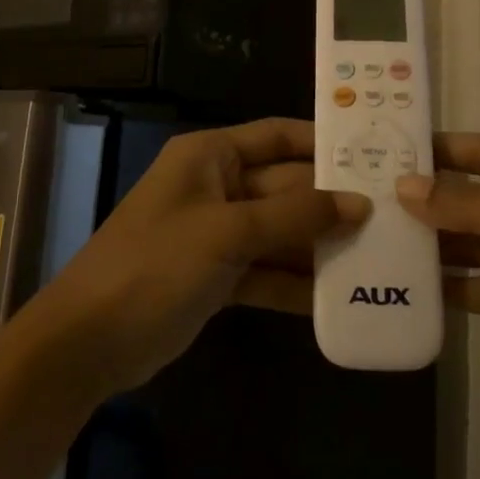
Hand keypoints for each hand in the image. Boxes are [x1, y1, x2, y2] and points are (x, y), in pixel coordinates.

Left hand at [19, 119, 367, 396]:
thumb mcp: (227, 232)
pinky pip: (267, 270)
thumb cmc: (155, 264)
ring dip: (319, 245)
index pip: (278, 136)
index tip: (373, 154)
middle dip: (330, 203)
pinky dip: (295, 283)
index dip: (322, 143)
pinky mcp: (218, 276)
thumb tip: (359, 203)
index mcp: (211, 155)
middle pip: (285, 187)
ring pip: (280, 231)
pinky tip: (338, 298)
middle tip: (391, 215)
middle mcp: (217, 186)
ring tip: (378, 257)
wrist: (88, 342)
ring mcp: (217, 233)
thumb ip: (294, 216)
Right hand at [398, 133, 479, 410]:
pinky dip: (465, 288)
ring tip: (386, 247)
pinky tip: (423, 292)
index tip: (385, 153)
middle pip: (479, 197)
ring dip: (443, 246)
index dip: (438, 151)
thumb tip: (404, 188)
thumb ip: (471, 206)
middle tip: (372, 205)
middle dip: (432, 202)